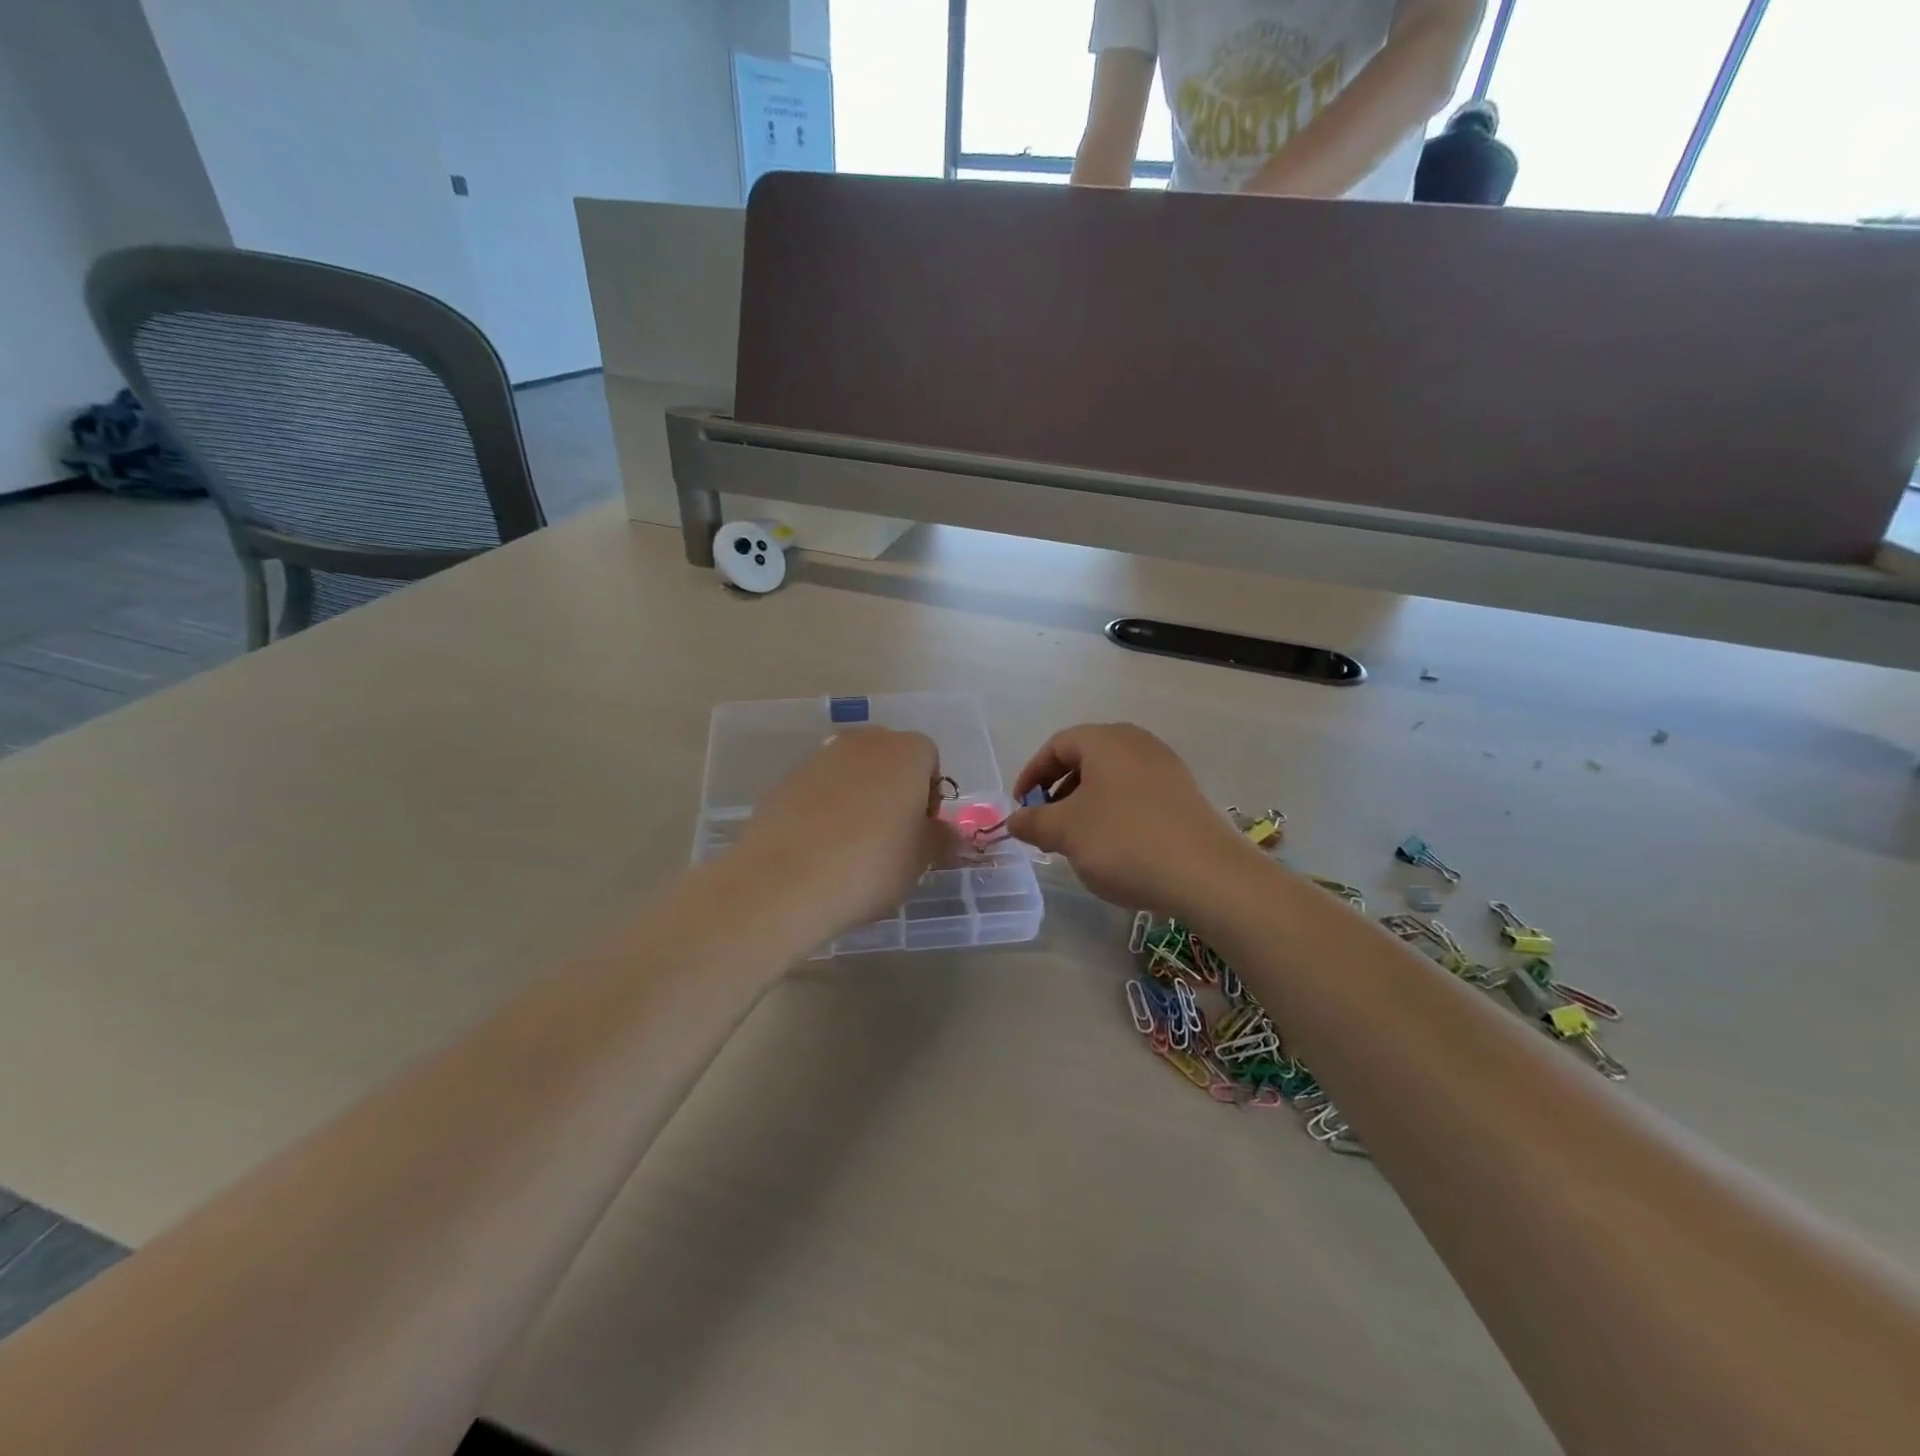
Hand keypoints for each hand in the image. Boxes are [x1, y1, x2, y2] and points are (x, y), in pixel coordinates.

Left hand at [735, 727, 961, 932]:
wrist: (787, 880)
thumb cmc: (872, 864)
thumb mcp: (921, 859)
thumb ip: (940, 838)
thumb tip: (947, 833)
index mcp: (905, 752)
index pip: (929, 758)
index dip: (929, 794)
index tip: (920, 830)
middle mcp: (863, 742)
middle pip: (888, 758)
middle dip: (893, 788)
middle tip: (890, 835)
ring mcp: (819, 757)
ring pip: (851, 772)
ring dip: (857, 797)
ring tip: (851, 845)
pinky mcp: (785, 779)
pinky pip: (818, 789)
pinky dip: (823, 809)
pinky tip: (819, 847)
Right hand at [1006, 723, 1255, 917]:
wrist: (1206, 874)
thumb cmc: (1124, 841)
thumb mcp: (1066, 832)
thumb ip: (1034, 821)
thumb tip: (1014, 820)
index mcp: (1105, 740)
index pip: (1057, 745)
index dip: (1031, 774)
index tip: (1020, 806)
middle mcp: (1137, 743)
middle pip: (1086, 758)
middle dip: (1058, 789)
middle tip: (1045, 822)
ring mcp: (1165, 767)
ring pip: (1111, 777)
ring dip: (1086, 803)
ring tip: (1076, 838)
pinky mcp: (1184, 795)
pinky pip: (1136, 793)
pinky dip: (1114, 811)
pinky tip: (1113, 845)